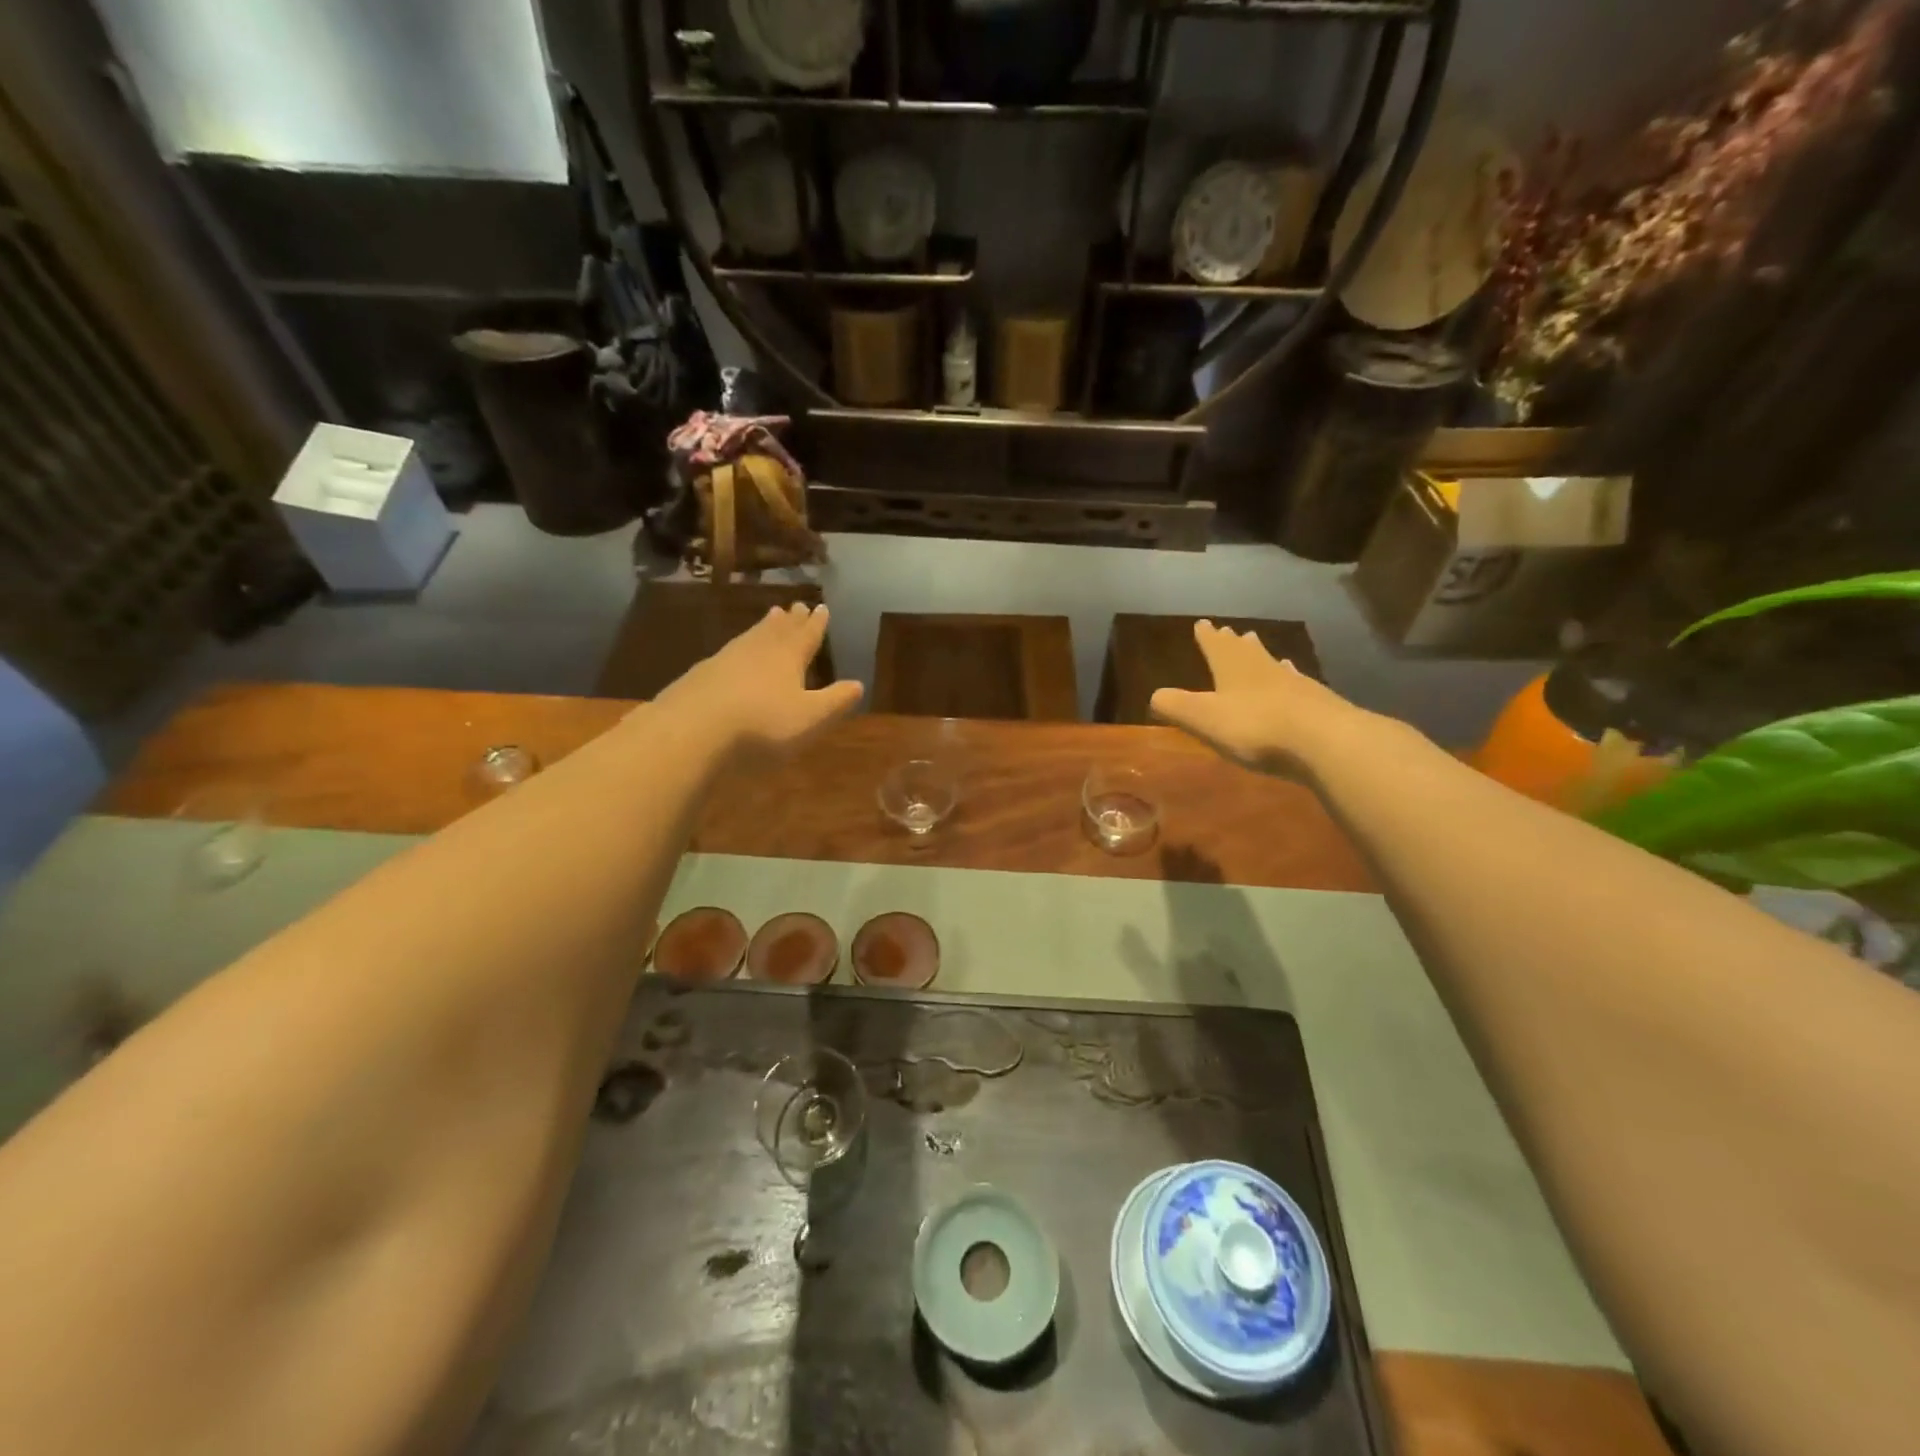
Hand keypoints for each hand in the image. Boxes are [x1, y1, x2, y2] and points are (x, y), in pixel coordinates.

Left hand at [658, 604, 862, 757]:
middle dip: (790, 620)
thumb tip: (858, 684)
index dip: (816, 624)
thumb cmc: (762, 724)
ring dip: (764, 627)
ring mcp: (725, 659)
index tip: (822, 607)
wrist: (692, 729)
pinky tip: (733, 653)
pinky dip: (739, 647)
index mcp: (788, 657)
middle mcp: (758, 650)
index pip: (807, 636)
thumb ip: (835, 701)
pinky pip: (729, 652)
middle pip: (778, 630)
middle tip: (796, 606)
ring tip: (770, 617)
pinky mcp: (700, 674)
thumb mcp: (810, 718)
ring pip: (751, 636)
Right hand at [1150, 620, 1369, 775]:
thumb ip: (1176, 706)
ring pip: (1271, 662)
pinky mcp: (1316, 701)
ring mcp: (1293, 682)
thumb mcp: (1203, 718)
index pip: (1215, 645)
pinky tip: (1292, 677)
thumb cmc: (1254, 727)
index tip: (1202, 622)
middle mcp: (1262, 667)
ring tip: (1256, 644)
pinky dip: (1287, 677)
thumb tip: (1154, 695)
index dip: (1206, 636)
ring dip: (1260, 654)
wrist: (1323, 739)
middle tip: (1229, 630)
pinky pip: (1295, 682)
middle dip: (1232, 641)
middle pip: (1244, 650)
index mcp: (1232, 668)